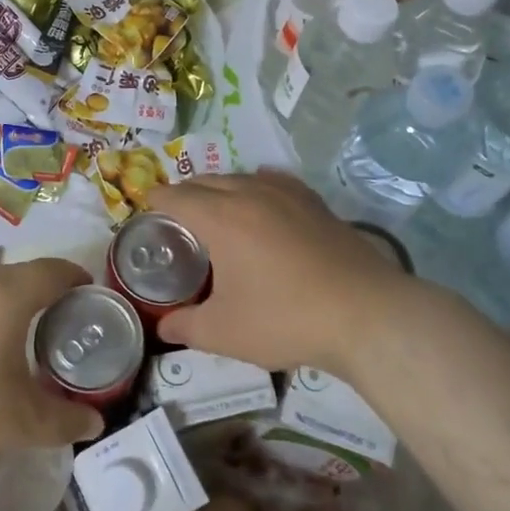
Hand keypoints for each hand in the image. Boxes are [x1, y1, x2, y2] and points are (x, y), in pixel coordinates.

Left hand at [0, 257, 105, 486]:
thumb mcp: (19, 425)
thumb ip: (64, 421)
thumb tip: (95, 422)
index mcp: (5, 297)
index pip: (52, 270)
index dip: (76, 276)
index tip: (92, 292)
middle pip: (21, 274)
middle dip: (47, 289)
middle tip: (65, 316)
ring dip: (13, 302)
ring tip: (26, 333)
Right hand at [149, 171, 411, 374]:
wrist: (363, 313)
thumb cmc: (285, 319)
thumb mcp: (224, 332)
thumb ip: (186, 326)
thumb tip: (164, 327)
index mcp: (220, 217)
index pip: (177, 196)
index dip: (156, 200)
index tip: (146, 208)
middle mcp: (250, 194)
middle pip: (207, 181)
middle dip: (186, 193)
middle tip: (176, 215)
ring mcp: (286, 194)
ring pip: (241, 178)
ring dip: (220, 188)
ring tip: (216, 210)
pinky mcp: (315, 202)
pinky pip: (274, 181)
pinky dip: (256, 186)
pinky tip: (262, 201)